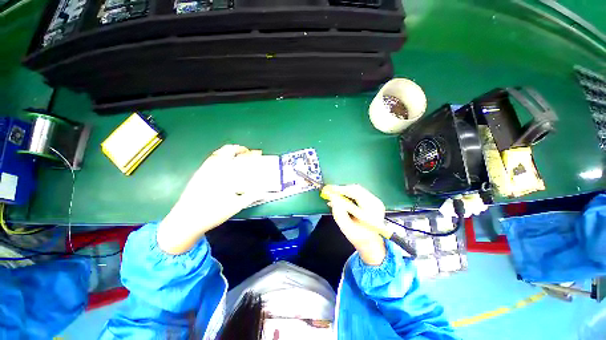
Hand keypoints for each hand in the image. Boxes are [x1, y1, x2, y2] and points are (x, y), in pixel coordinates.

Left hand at [158, 145, 263, 253]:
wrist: (186, 220)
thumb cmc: (212, 212)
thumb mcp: (235, 206)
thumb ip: (250, 196)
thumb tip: (262, 190)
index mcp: (224, 173)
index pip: (241, 158)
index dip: (250, 153)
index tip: (257, 153)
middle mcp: (213, 168)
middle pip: (226, 150)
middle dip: (238, 149)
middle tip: (247, 154)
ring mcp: (204, 170)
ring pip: (217, 153)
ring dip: (229, 152)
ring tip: (237, 158)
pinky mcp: (197, 174)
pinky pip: (211, 160)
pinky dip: (220, 158)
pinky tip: (223, 167)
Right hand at [322, 185, 386, 265]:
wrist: (372, 243)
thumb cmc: (360, 237)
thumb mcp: (347, 228)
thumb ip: (339, 213)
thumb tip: (333, 198)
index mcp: (371, 210)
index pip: (355, 193)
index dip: (341, 190)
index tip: (330, 190)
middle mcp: (375, 203)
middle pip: (356, 189)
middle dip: (342, 189)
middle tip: (331, 192)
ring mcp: (375, 201)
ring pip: (357, 189)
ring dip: (345, 191)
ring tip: (335, 195)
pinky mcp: (373, 201)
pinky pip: (359, 192)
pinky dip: (349, 193)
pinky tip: (342, 198)